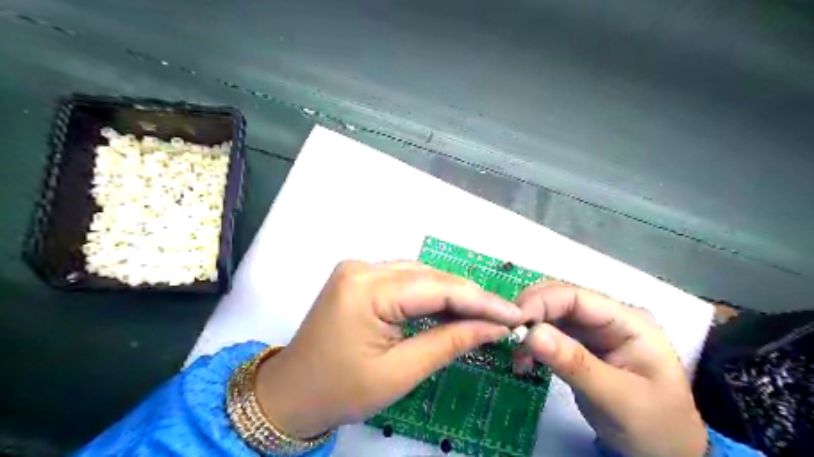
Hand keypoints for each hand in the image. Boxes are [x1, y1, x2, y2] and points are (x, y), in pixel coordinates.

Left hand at [255, 259, 521, 437]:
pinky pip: (404, 281)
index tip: (514, 314)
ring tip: (483, 315)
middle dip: (469, 297)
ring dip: (451, 294)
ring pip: (419, 275)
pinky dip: (429, 295)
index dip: (480, 301)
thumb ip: (449, 342)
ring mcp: (358, 269)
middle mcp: (362, 268)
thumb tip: (492, 327)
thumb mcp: (400, 372)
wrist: (291, 394)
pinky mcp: (359, 278)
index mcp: (366, 289)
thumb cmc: (340, 390)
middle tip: (503, 317)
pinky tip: (450, 309)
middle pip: (429, 277)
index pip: (436, 288)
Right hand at [518, 283, 710, 456]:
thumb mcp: (617, 398)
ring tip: (517, 356)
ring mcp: (593, 330)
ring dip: (528, 329)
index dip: (541, 302)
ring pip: (550, 314)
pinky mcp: (580, 345)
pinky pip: (549, 333)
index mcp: (627, 321)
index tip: (513, 321)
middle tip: (508, 336)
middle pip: (559, 299)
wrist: (667, 453)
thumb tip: (531, 333)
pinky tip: (525, 360)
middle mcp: (607, 317)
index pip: (577, 297)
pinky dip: (533, 343)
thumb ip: (575, 364)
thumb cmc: (654, 425)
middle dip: (531, 313)